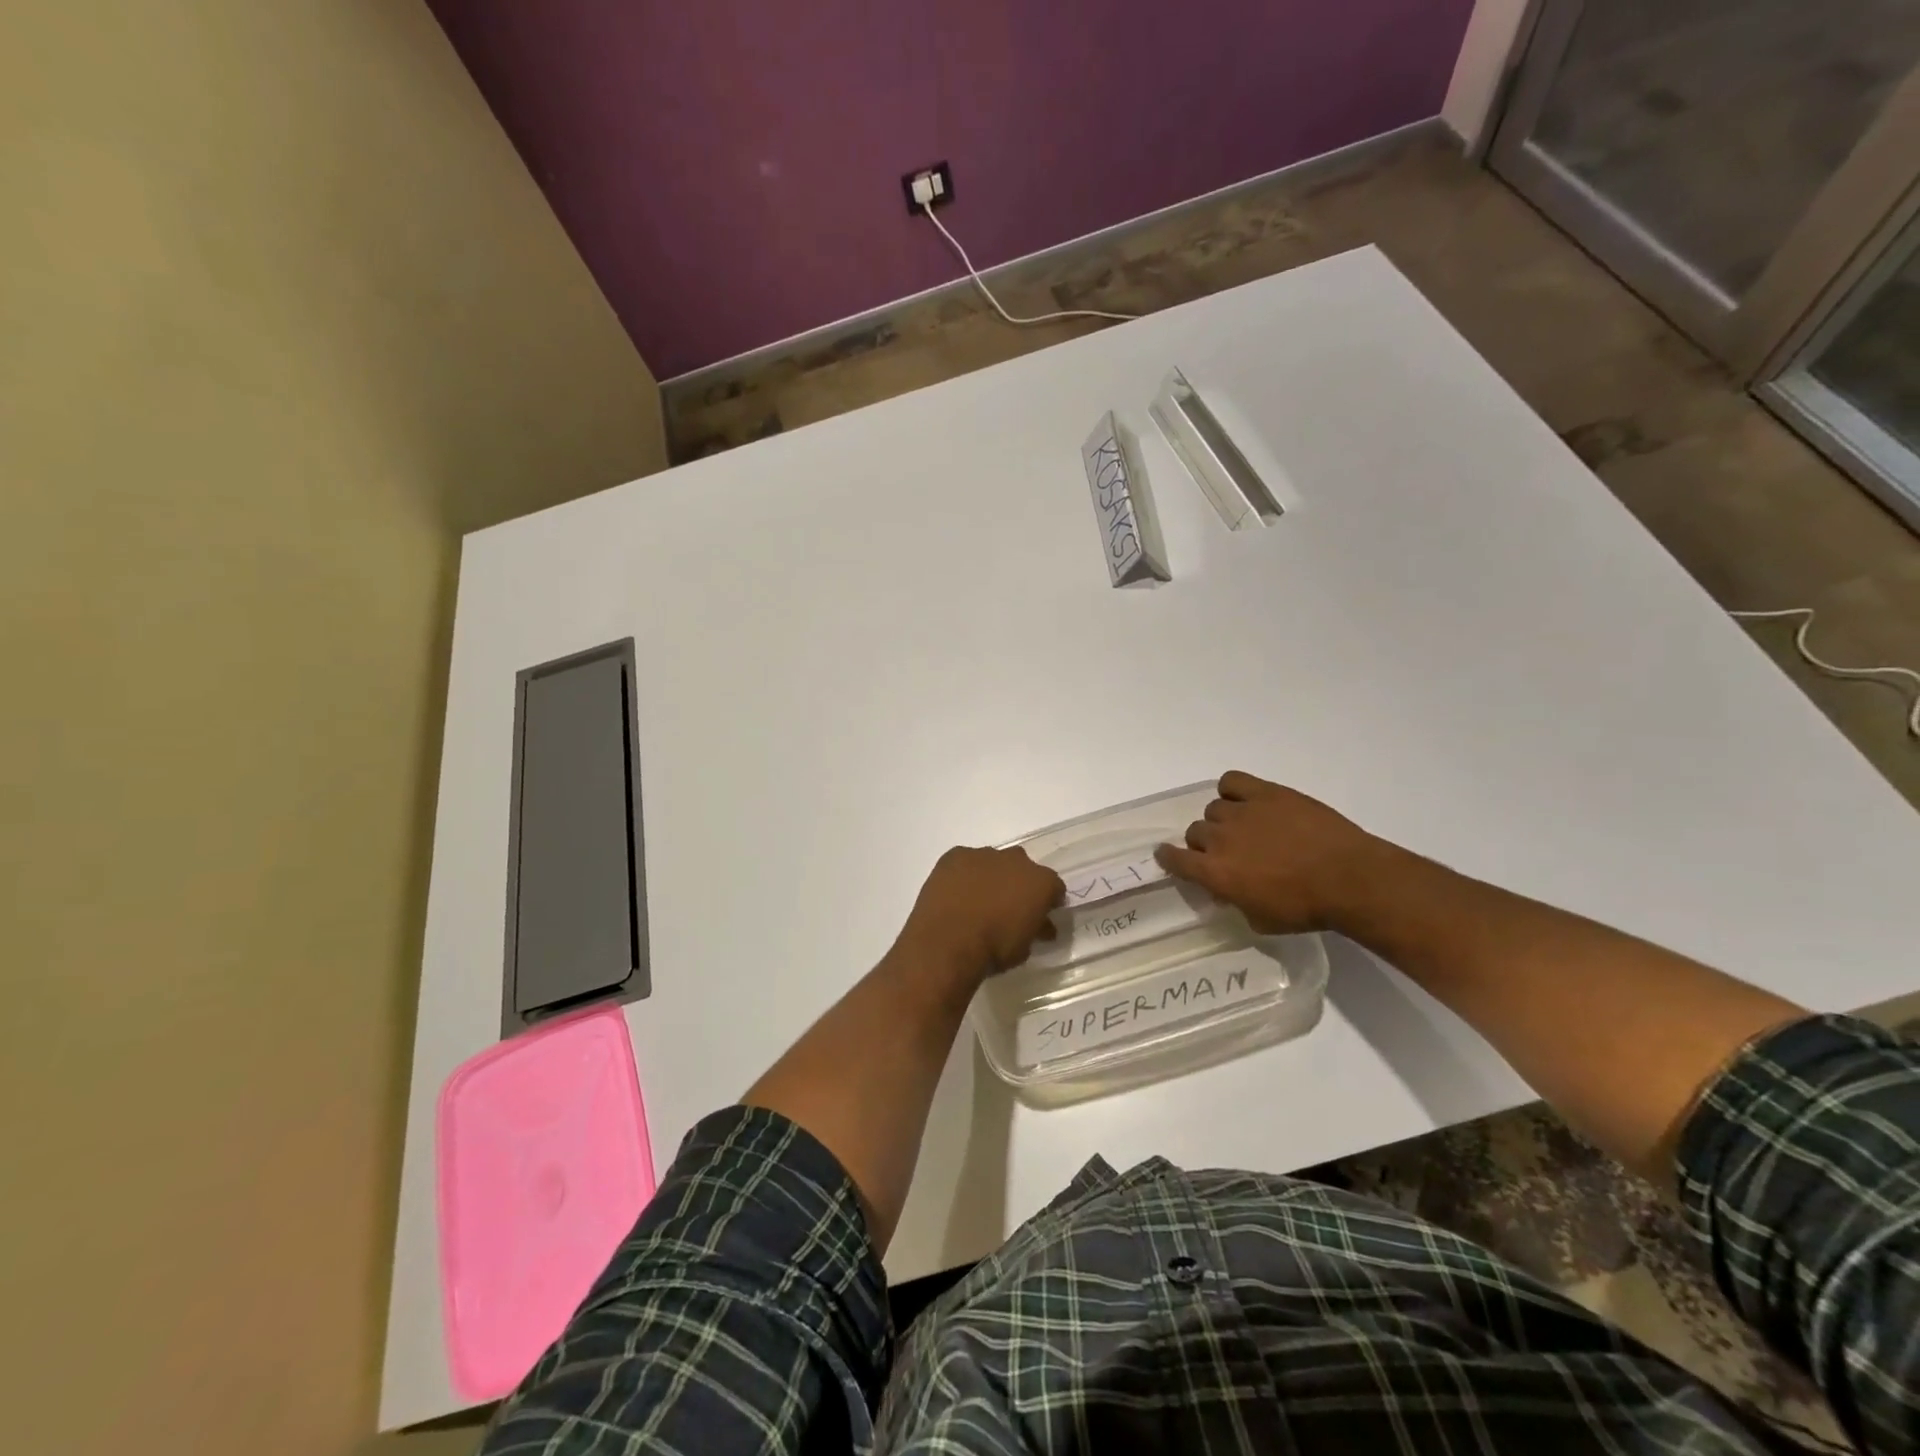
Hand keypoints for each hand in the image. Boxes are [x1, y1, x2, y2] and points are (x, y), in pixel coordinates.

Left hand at [896, 846, 1064, 978]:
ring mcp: (984, 854)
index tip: (1041, 915)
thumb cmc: (994, 948)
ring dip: (990, 877)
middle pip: (1023, 868)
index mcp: (1041, 882)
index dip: (1048, 901)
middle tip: (1008, 907)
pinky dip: (963, 875)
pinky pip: (964, 862)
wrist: (948, 941)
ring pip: (993, 862)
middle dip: (1018, 884)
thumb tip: (1044, 927)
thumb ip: (1036, 930)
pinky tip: (955, 894)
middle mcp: (1016, 860)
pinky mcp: (955, 855)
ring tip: (976, 901)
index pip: (1054, 887)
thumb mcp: (1024, 948)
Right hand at [1155, 771, 1390, 933]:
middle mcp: (1220, 839)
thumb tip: (1227, 891)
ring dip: (1222, 820)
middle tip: (1228, 852)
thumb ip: (1236, 902)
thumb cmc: (1306, 908)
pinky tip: (1246, 801)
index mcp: (1215, 873)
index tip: (1168, 856)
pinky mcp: (1265, 793)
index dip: (1169, 858)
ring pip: (1213, 808)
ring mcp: (1242, 812)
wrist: (1349, 879)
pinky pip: (1231, 781)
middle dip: (1205, 844)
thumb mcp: (1262, 920)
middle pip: (1195, 832)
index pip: (1175, 859)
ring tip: (1244, 828)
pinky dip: (1232, 790)